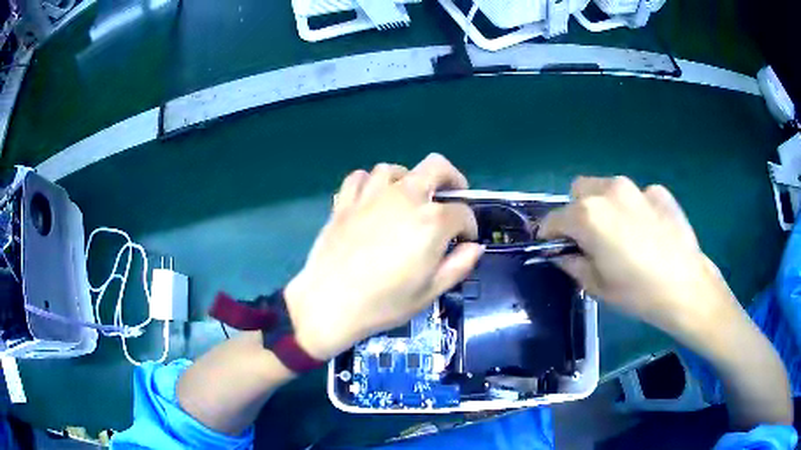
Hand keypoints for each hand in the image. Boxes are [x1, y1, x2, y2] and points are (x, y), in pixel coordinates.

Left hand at [284, 154, 482, 360]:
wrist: (329, 303)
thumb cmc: (384, 303)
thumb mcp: (430, 292)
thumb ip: (459, 265)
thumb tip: (474, 247)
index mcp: (431, 221)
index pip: (462, 213)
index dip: (469, 227)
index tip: (465, 241)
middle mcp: (405, 197)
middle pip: (436, 167)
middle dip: (452, 178)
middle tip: (452, 195)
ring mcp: (372, 195)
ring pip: (395, 169)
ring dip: (408, 179)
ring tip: (409, 198)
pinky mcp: (345, 201)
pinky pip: (360, 177)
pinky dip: (371, 183)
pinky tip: (373, 199)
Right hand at [538, 176, 738, 343]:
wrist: (686, 287)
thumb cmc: (637, 292)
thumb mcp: (597, 285)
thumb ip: (573, 263)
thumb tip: (563, 252)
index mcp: (589, 215)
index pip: (553, 218)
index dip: (548, 233)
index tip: (553, 246)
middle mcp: (609, 191)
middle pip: (578, 191)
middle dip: (576, 211)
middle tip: (589, 238)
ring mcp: (637, 188)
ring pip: (606, 188)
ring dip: (604, 205)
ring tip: (620, 233)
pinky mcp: (659, 191)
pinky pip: (636, 195)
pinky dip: (633, 208)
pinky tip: (647, 231)